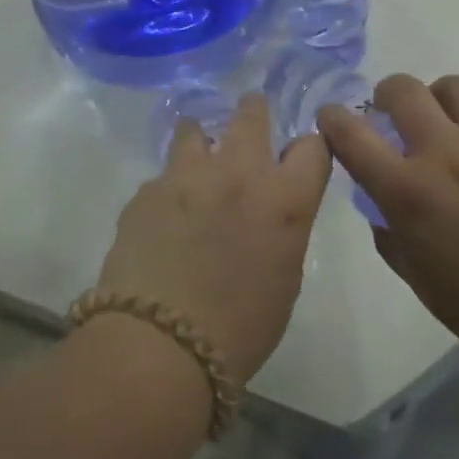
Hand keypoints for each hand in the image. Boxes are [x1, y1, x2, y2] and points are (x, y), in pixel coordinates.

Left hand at [95, 93, 331, 385]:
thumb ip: (283, 228)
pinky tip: (164, 217)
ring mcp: (187, 176)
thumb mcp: (285, 277)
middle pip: (252, 114)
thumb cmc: (239, 328)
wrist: (159, 345)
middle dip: (254, 113)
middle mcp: (239, 172)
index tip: (298, 158)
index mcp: (284, 199)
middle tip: (250, 120)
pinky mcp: (146, 191)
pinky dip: (171, 188)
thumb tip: (269, 212)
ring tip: (198, 158)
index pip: (312, 146)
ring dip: (203, 139)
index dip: (307, 150)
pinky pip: (164, 176)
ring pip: (196, 129)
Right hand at [318, 74, 458, 362]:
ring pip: (454, 87)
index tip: (332, 117)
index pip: (352, 134)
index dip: (333, 119)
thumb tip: (382, 196)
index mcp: (405, 188)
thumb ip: (385, 225)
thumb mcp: (408, 267)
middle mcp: (444, 151)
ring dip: (438, 99)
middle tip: (393, 112)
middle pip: (403, 90)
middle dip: (387, 94)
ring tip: (445, 120)